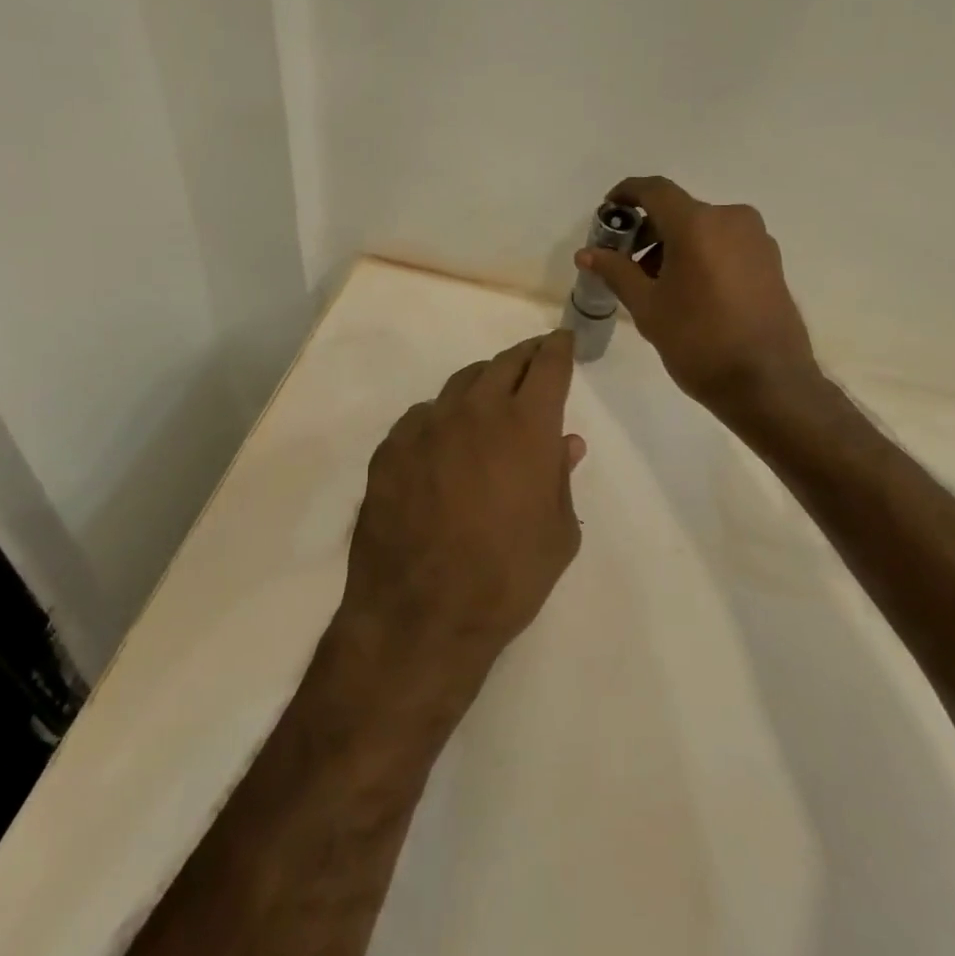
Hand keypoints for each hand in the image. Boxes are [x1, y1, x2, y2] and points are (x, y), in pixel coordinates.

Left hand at [338, 332, 587, 692]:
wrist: (421, 615)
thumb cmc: (507, 578)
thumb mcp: (558, 534)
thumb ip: (561, 479)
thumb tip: (564, 443)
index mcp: (525, 425)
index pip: (548, 366)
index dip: (559, 348)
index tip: (563, 341)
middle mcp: (475, 411)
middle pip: (503, 363)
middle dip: (525, 357)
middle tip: (535, 360)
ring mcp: (426, 426)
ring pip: (460, 384)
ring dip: (483, 383)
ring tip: (492, 396)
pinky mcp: (390, 449)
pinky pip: (422, 416)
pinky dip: (442, 417)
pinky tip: (444, 440)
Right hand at [576, 175, 819, 421]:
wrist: (768, 383)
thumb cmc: (699, 342)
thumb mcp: (648, 308)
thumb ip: (616, 272)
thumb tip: (587, 253)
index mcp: (698, 224)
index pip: (655, 190)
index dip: (627, 194)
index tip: (608, 210)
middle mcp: (731, 219)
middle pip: (680, 211)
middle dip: (648, 230)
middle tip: (625, 262)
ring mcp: (757, 239)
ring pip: (704, 229)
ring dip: (674, 245)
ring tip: (656, 285)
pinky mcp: (771, 261)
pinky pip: (726, 244)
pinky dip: (701, 255)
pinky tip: (689, 291)